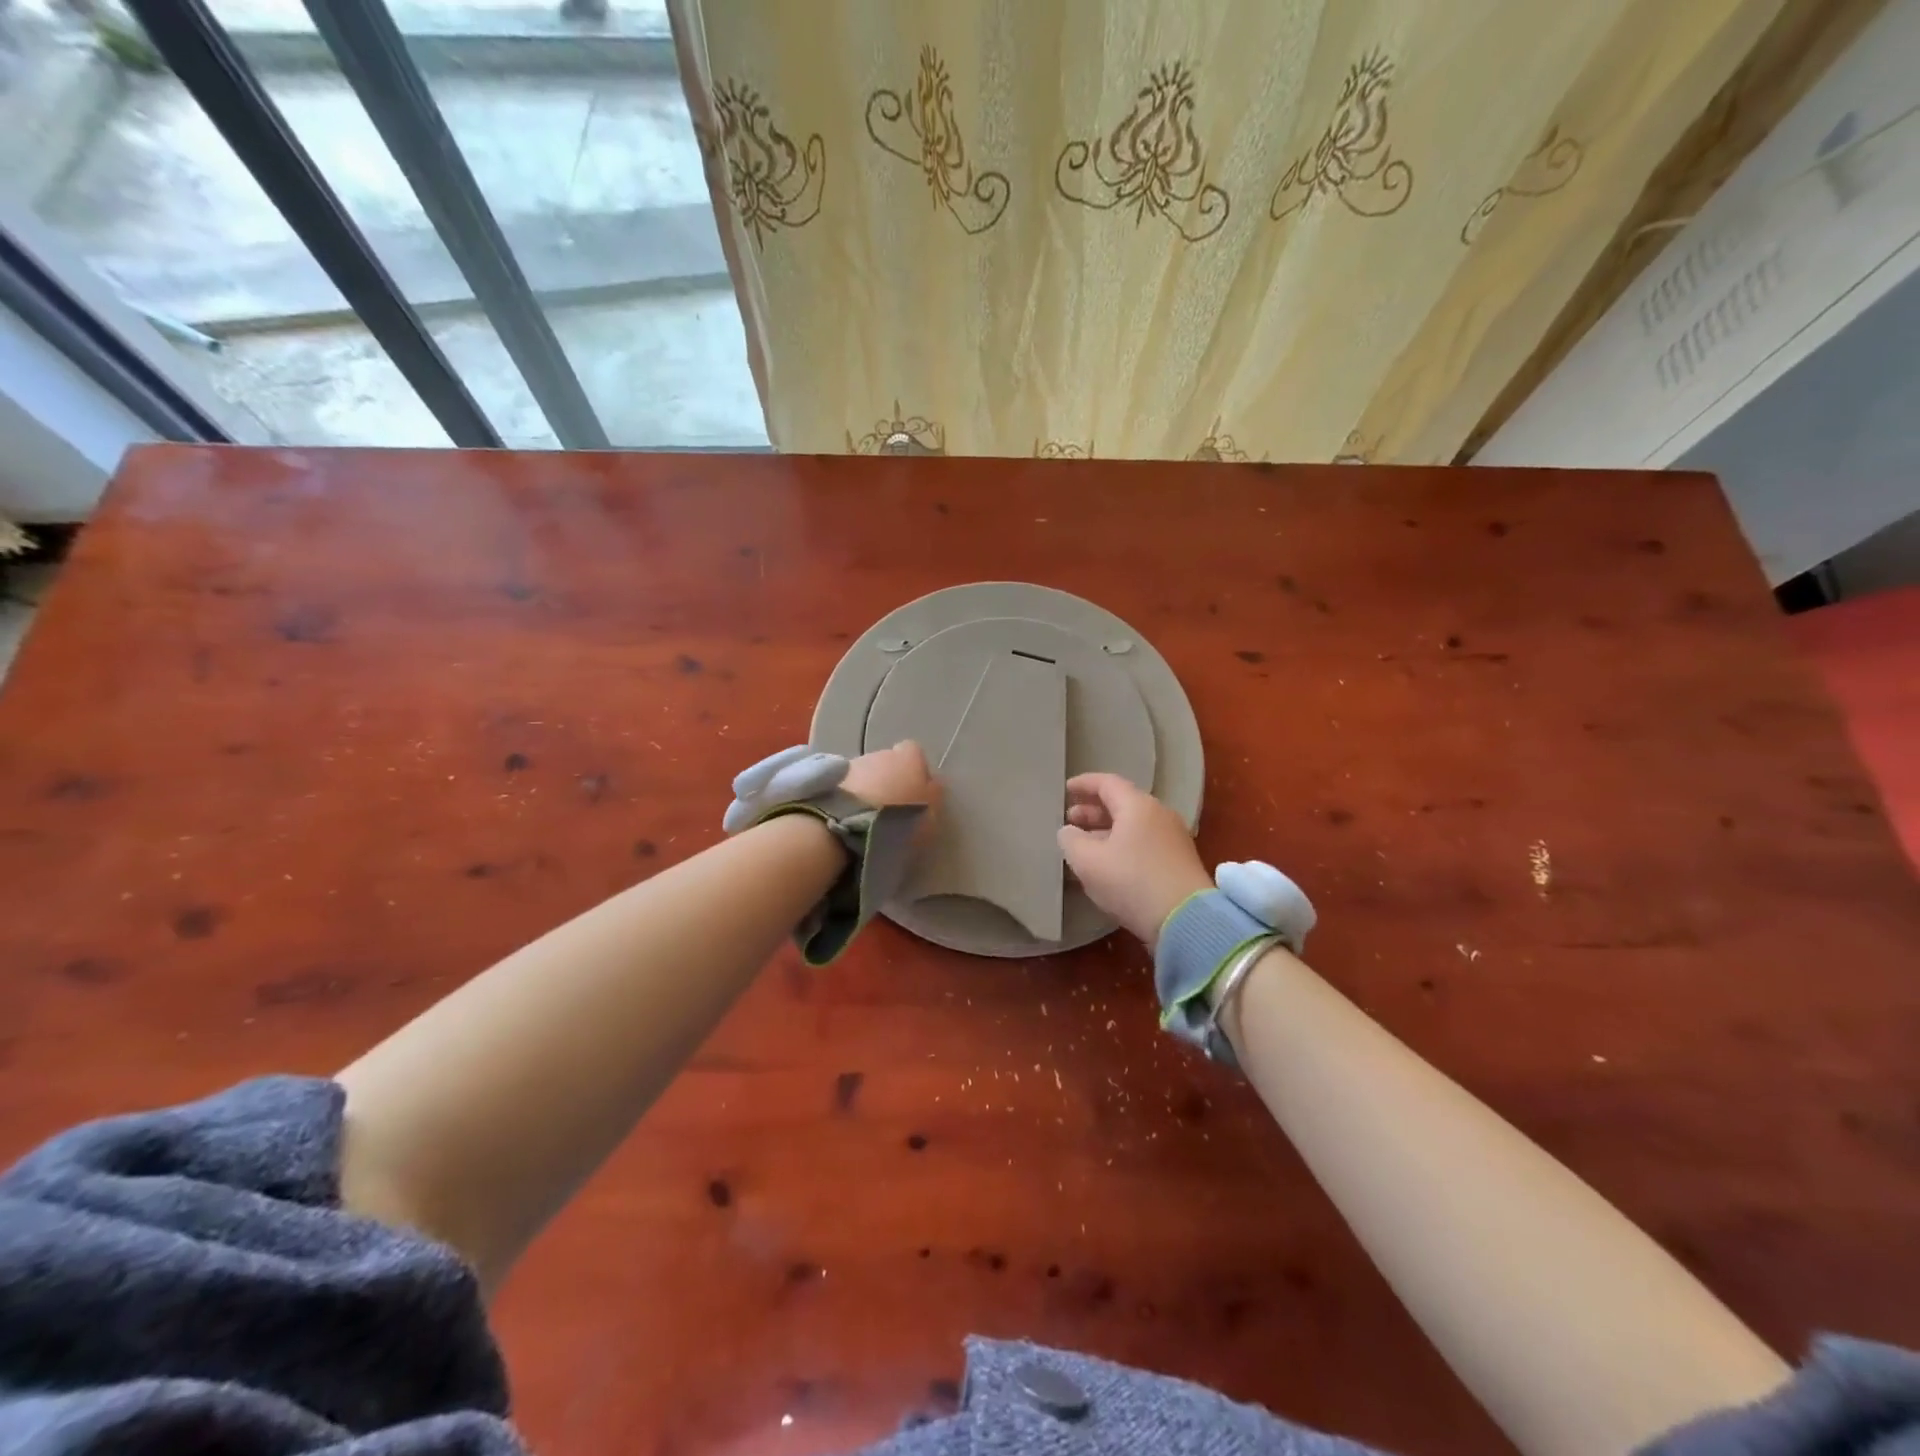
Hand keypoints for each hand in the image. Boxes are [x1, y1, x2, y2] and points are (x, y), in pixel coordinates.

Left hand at [843, 740, 942, 820]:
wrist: (849, 825)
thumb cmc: (900, 819)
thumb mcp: (931, 813)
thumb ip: (934, 795)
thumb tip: (933, 784)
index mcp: (909, 758)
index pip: (914, 753)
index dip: (915, 771)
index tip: (915, 792)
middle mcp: (880, 753)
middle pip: (887, 762)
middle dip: (888, 779)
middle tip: (890, 807)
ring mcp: (852, 764)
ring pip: (865, 773)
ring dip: (867, 788)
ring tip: (866, 815)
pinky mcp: (829, 780)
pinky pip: (844, 786)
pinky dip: (848, 797)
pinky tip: (848, 817)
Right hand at [1057, 773, 1211, 948]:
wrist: (1187, 920)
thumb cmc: (1132, 882)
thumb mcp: (1088, 862)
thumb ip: (1071, 841)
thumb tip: (1069, 831)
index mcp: (1138, 806)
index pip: (1107, 783)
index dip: (1083, 784)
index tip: (1065, 789)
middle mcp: (1159, 815)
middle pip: (1122, 803)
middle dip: (1093, 810)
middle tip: (1070, 820)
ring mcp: (1173, 838)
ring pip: (1134, 825)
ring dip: (1107, 830)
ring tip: (1085, 844)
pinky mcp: (1179, 862)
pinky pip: (1144, 843)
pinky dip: (1123, 845)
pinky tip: (1109, 864)